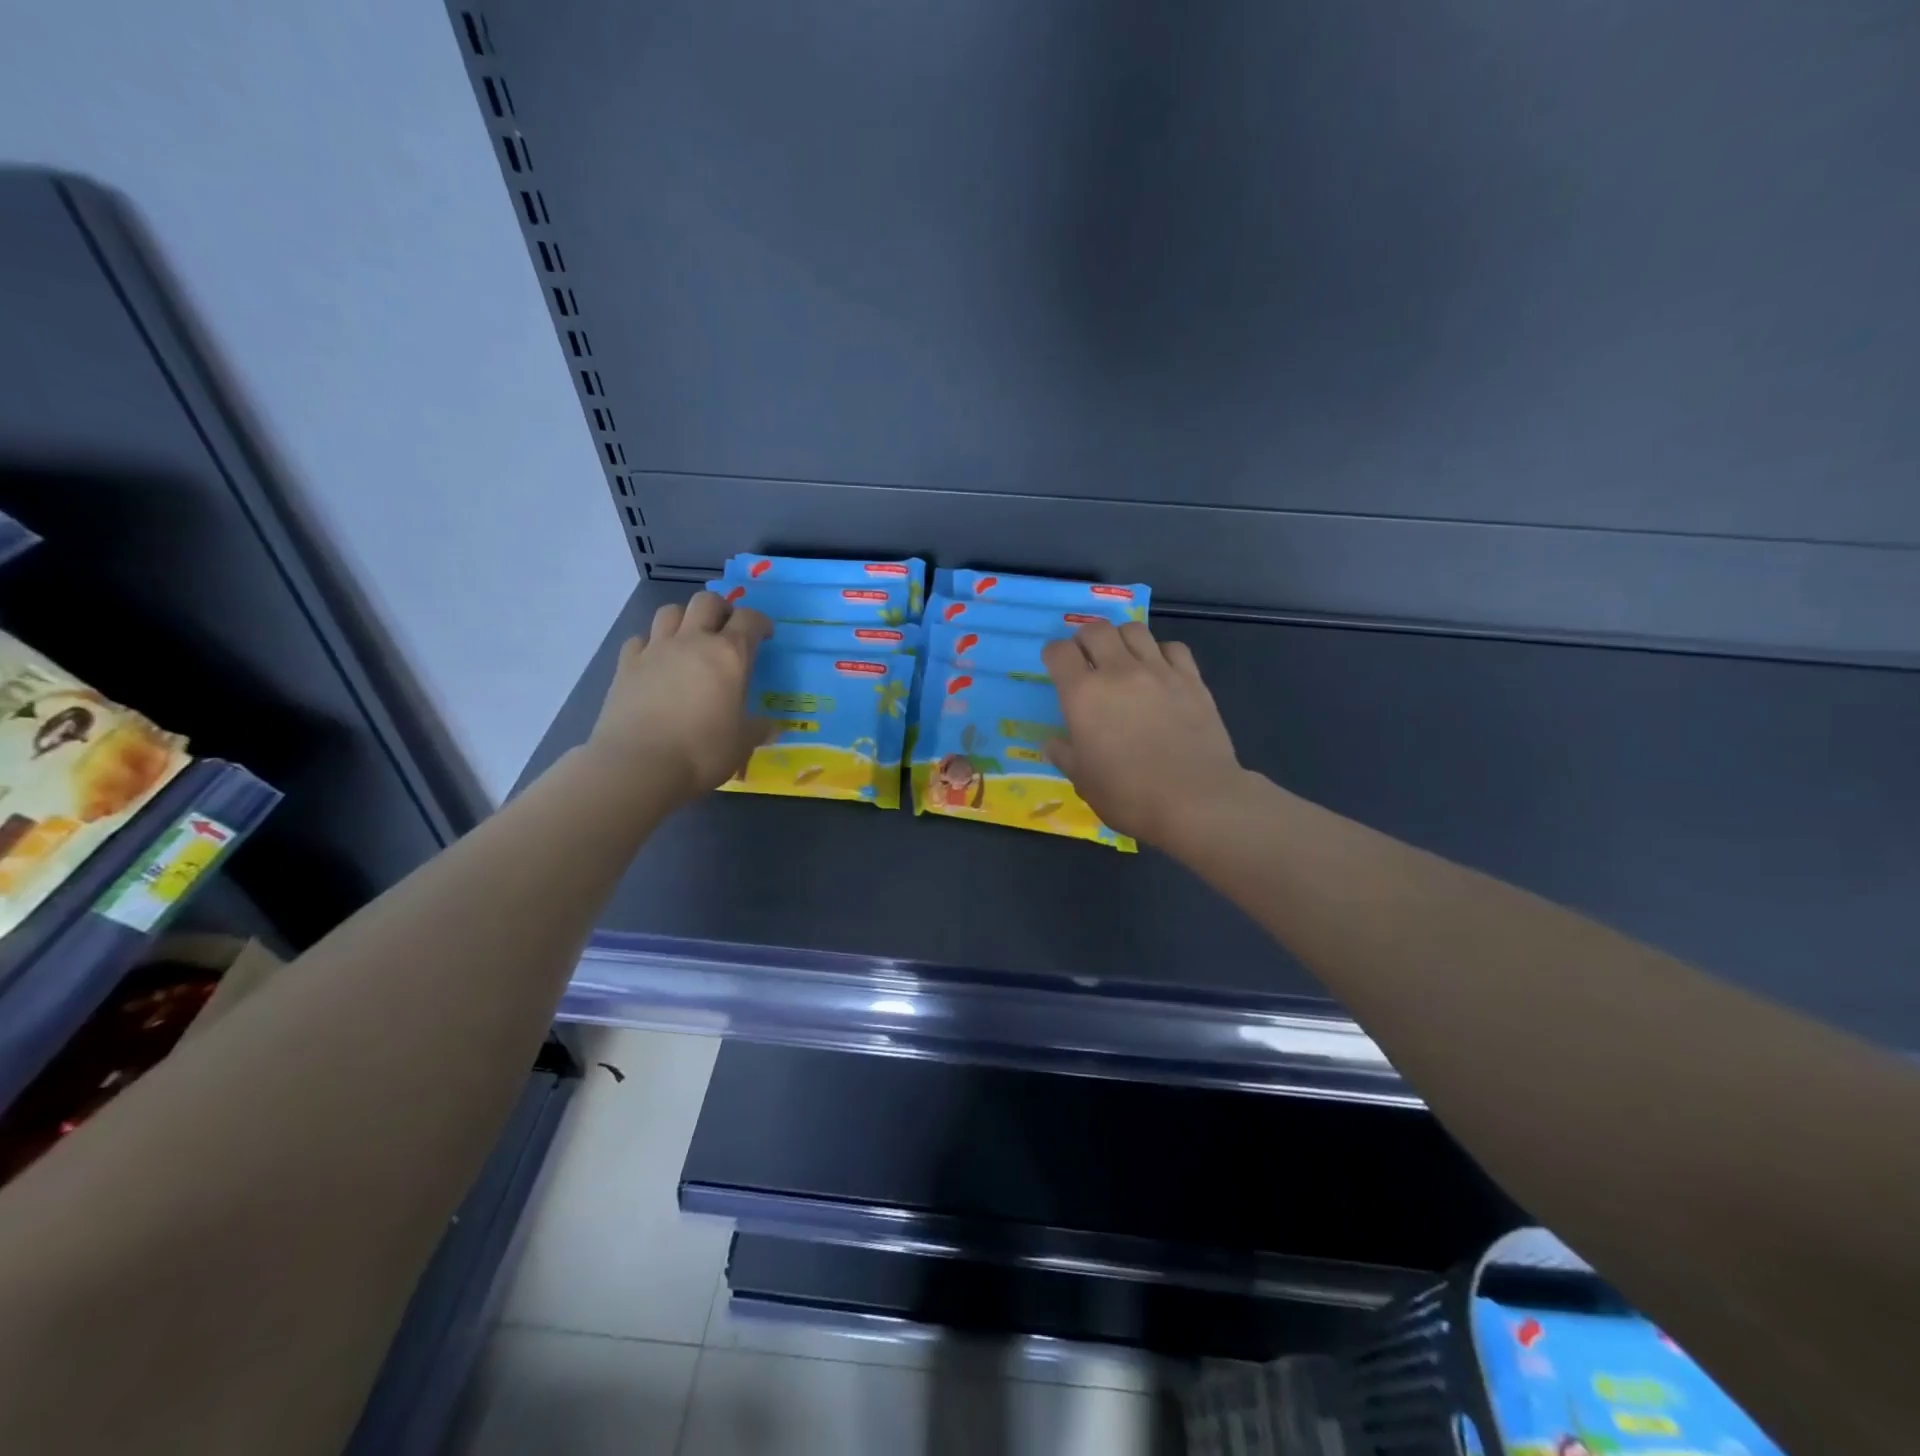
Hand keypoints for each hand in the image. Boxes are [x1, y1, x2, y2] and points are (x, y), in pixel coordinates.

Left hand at [587, 593, 772, 806]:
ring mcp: (655, 650)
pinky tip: (656, 662)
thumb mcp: (742, 744)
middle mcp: (692, 641)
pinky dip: (650, 643)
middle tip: (727, 629)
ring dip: (684, 618)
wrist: (639, 764)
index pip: (749, 619)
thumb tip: (771, 726)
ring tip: (690, 639)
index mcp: (729, 655)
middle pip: (706, 601)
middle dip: (721, 609)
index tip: (765, 635)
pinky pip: (640, 639)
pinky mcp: (626, 665)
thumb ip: (758, 728)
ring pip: (670, 611)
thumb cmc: (702, 752)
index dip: (760, 622)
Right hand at [1042, 622, 1249, 847]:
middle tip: (1087, 658)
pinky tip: (1160, 670)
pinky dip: (1161, 652)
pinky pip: (1173, 647)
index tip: (1056, 667)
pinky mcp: (1191, 679)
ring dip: (1121, 638)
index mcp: (1083, 695)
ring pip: (1134, 629)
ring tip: (1122, 658)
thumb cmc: (1129, 795)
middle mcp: (1118, 672)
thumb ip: (1065, 755)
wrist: (1195, 800)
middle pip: (1096, 629)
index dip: (1053, 655)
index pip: (1059, 652)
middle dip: (1085, 638)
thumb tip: (1053, 742)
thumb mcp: (1083, 781)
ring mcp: (1158, 671)